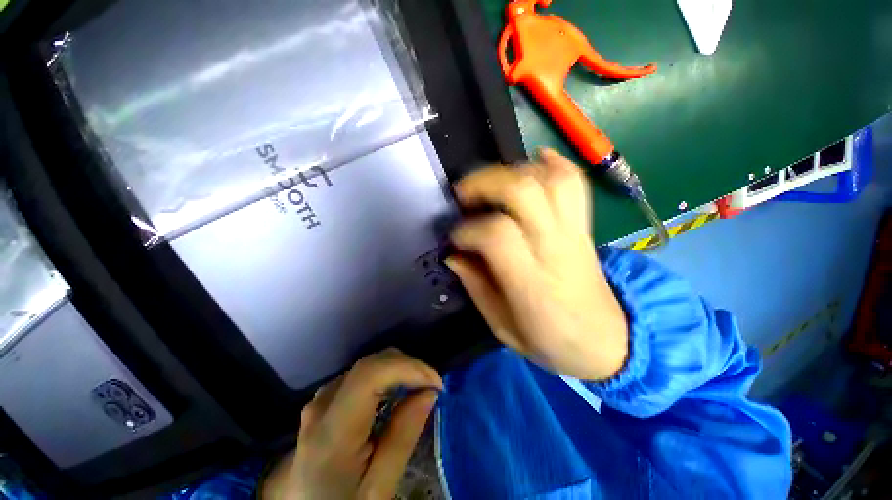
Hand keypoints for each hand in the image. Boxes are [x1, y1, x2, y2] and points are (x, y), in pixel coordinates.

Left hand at [261, 349, 441, 499]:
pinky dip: (386, 375)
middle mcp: (322, 404)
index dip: (408, 368)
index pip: (370, 375)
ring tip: (418, 390)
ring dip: (399, 370)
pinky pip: (363, 374)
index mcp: (332, 432)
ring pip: (369, 365)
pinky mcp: (326, 395)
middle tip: (432, 388)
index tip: (436, 383)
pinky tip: (396, 394)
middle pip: (371, 363)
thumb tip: (430, 392)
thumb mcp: (377, 488)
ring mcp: (321, 396)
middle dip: (408, 367)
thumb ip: (403, 438)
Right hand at [446, 149, 628, 380]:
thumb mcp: (503, 328)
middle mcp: (556, 248)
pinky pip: (576, 183)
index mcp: (532, 283)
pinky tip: (535, 160)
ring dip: (513, 171)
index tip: (455, 238)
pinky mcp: (585, 227)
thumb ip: (477, 288)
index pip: (497, 234)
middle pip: (525, 193)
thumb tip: (453, 255)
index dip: (469, 229)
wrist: (608, 341)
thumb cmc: (552, 342)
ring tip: (491, 182)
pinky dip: (554, 163)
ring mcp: (575, 233)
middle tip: (463, 194)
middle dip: (486, 183)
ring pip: (550, 180)